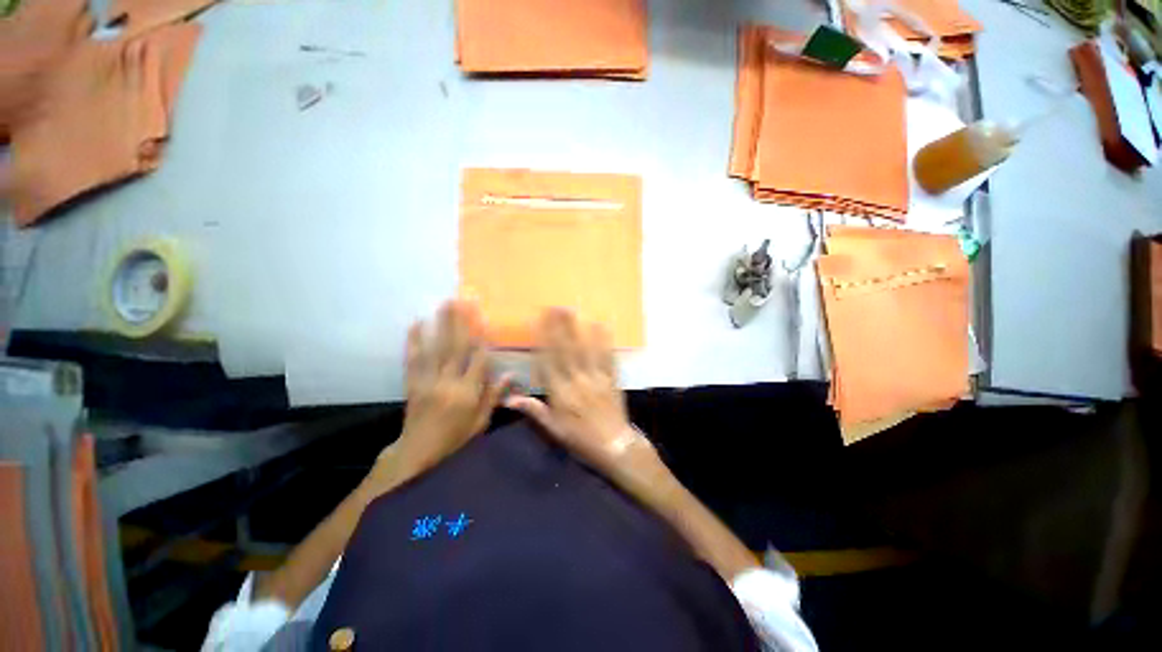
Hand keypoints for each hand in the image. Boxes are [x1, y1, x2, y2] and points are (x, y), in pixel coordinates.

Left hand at [387, 301, 508, 478]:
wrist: (417, 453)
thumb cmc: (455, 439)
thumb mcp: (481, 422)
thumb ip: (494, 396)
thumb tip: (511, 374)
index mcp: (467, 393)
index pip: (478, 359)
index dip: (483, 338)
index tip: (485, 317)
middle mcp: (447, 382)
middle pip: (455, 347)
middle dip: (460, 322)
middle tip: (463, 300)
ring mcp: (427, 381)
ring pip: (435, 348)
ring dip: (440, 324)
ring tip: (444, 304)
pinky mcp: (412, 383)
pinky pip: (412, 359)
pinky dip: (413, 340)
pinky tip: (416, 323)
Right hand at [504, 308, 657, 482]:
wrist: (613, 446)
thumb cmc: (580, 438)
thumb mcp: (554, 428)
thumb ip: (534, 410)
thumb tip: (510, 399)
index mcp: (560, 393)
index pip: (548, 362)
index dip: (541, 341)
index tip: (537, 323)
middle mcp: (576, 381)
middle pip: (566, 350)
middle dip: (559, 327)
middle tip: (554, 307)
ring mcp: (596, 377)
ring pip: (585, 349)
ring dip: (577, 328)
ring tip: (573, 310)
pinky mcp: (611, 378)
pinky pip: (607, 356)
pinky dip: (604, 340)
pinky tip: (600, 325)